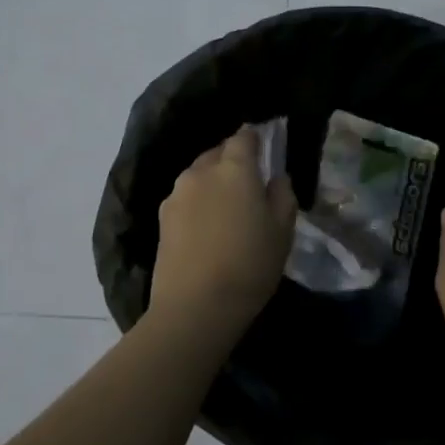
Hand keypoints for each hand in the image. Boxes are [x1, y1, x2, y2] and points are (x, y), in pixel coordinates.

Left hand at [149, 126, 297, 342]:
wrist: (195, 307)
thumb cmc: (249, 264)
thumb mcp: (282, 230)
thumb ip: (283, 195)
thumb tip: (276, 178)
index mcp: (234, 168)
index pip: (244, 137)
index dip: (255, 139)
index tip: (265, 148)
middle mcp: (201, 172)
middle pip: (218, 152)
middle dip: (233, 159)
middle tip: (249, 180)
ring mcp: (177, 194)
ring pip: (198, 175)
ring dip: (213, 181)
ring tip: (227, 206)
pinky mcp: (162, 218)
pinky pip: (186, 197)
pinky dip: (198, 202)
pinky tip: (208, 225)